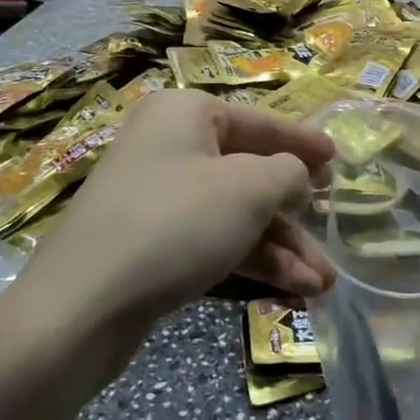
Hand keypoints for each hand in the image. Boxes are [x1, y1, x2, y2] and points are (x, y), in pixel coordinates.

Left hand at [25, 89, 336, 327]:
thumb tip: (296, 176)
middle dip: (294, 213)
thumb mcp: (248, 189)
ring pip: (234, 214)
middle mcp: (169, 145)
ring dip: (280, 246)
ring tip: (323, 283)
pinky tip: (293, 290)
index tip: (337, 158)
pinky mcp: (151, 243)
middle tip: (332, 231)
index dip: (302, 142)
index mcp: (186, 113)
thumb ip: (287, 173)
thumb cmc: (175, 223)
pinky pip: (212, 241)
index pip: (260, 122)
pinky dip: (251, 261)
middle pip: (248, 172)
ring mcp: (157, 196)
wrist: (82, 306)